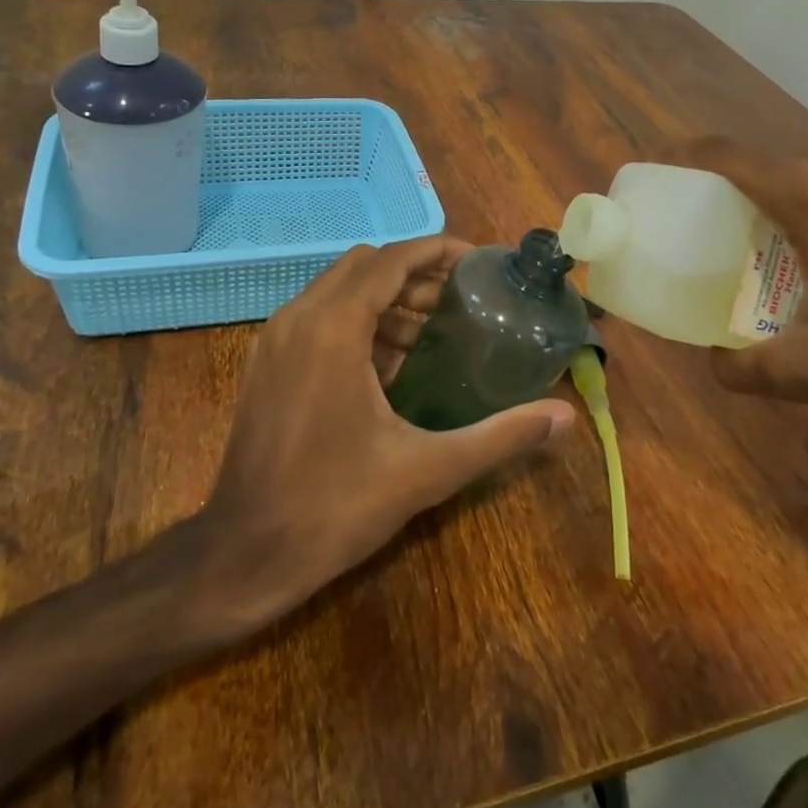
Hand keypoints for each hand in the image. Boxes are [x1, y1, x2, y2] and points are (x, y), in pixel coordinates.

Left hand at [196, 236, 575, 629]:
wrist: (243, 555)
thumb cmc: (336, 506)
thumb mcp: (427, 469)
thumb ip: (499, 436)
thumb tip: (563, 416)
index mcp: (334, 327)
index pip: (392, 259)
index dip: (437, 251)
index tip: (478, 264)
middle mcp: (299, 317)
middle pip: (366, 266)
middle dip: (415, 275)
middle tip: (460, 301)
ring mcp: (275, 339)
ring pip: (339, 290)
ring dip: (386, 299)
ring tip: (433, 333)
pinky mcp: (266, 363)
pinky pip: (318, 318)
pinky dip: (357, 322)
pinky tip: (390, 366)